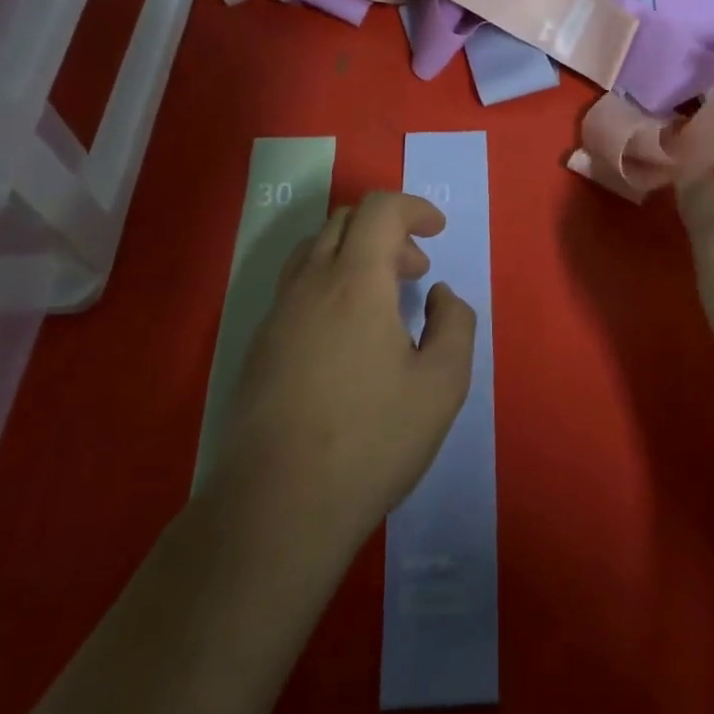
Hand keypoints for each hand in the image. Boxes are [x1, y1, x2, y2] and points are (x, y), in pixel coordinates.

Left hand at [220, 191, 476, 541]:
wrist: (278, 505)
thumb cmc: (372, 440)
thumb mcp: (443, 384)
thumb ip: (455, 324)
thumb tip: (439, 296)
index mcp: (355, 281)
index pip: (379, 210)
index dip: (414, 207)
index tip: (438, 230)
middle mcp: (309, 284)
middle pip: (343, 221)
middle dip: (387, 230)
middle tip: (415, 270)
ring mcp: (276, 314)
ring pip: (313, 251)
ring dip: (354, 254)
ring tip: (383, 299)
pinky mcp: (259, 346)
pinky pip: (296, 287)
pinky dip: (329, 283)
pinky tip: (347, 337)